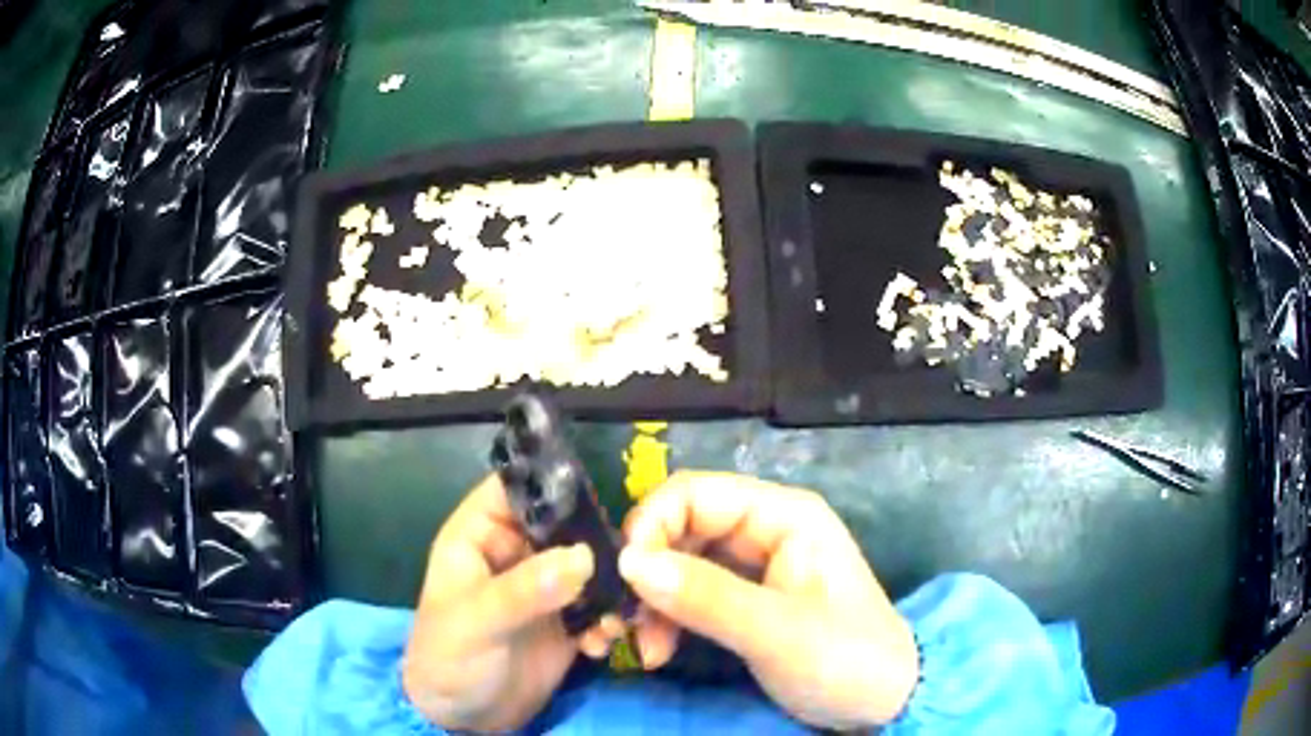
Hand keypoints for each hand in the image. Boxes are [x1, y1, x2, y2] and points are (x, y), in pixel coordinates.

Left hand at [402, 474, 619, 731]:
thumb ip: (524, 590)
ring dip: (612, 587)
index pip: (516, 489)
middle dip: (599, 544)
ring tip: (617, 617)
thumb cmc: (447, 659)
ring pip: (590, 566)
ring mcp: (545, 588)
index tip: (598, 503)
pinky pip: (600, 606)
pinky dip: (610, 619)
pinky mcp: (567, 622)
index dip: (553, 485)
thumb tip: (584, 556)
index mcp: (480, 535)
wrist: (461, 720)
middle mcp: (515, 553)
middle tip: (631, 568)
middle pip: (566, 525)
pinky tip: (604, 643)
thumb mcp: (476, 622)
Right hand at [618, 471, 919, 729]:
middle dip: (648, 571)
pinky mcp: (746, 598)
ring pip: (680, 562)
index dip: (651, 525)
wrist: (883, 701)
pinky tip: (658, 651)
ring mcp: (755, 564)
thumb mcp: (776, 633)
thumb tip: (628, 562)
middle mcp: (765, 529)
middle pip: (682, 527)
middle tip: (626, 620)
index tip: (624, 576)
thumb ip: (705, 597)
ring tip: (645, 648)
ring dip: (653, 602)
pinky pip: (691, 593)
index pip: (696, 493)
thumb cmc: (845, 659)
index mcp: (784, 515)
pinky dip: (667, 619)